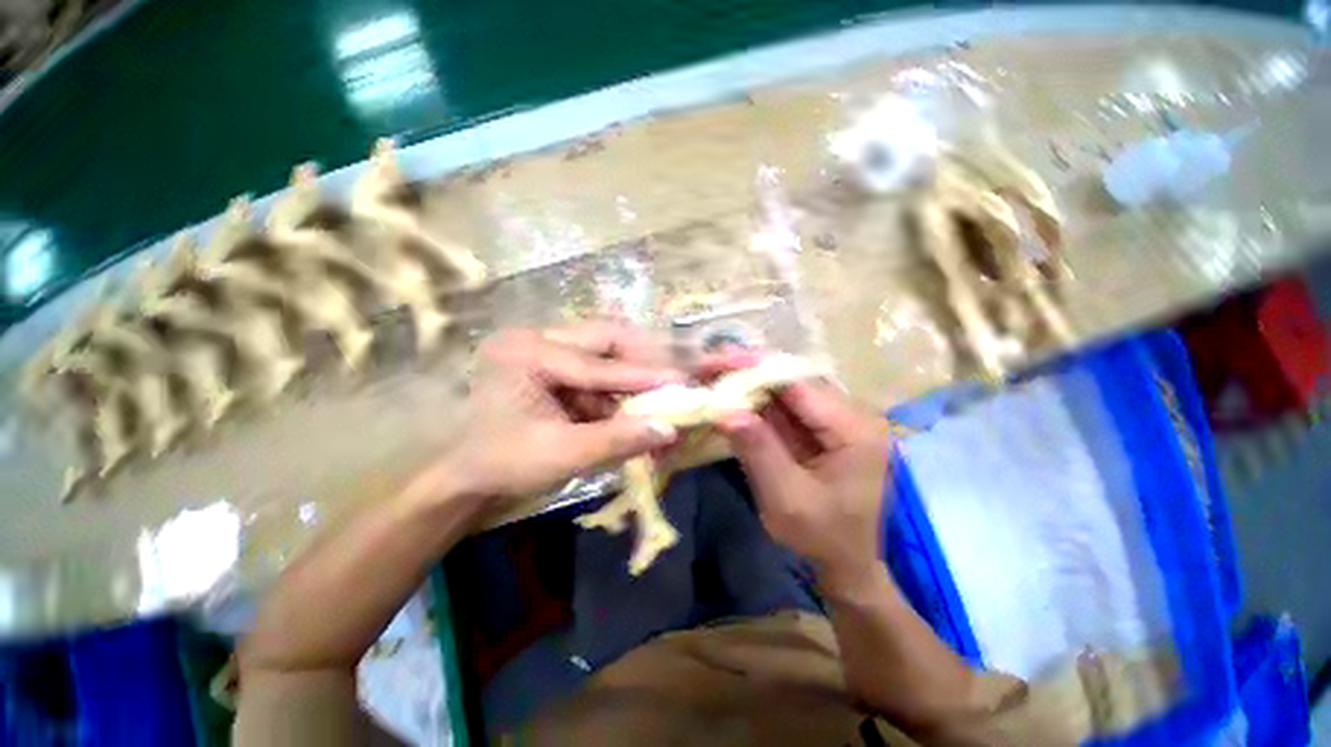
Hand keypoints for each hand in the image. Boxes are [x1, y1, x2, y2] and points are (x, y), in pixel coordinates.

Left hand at [429, 324, 680, 511]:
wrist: (465, 478)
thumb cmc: (503, 466)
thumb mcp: (561, 455)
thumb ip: (617, 441)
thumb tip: (669, 431)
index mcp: (527, 354)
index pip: (598, 365)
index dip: (644, 375)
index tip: (682, 380)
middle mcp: (536, 339)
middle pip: (605, 338)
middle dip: (644, 356)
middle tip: (677, 370)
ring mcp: (545, 349)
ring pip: (604, 350)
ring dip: (634, 371)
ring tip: (664, 384)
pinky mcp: (555, 366)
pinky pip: (597, 369)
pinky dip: (620, 386)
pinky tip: (636, 401)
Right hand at [717, 375, 893, 589]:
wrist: (846, 565)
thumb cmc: (822, 538)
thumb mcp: (786, 499)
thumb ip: (758, 450)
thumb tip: (724, 409)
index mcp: (854, 429)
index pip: (799, 385)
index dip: (755, 367)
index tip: (717, 360)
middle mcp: (850, 414)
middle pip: (792, 380)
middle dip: (747, 371)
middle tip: (707, 367)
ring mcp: (835, 420)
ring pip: (785, 390)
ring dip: (747, 383)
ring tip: (711, 375)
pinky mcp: (819, 428)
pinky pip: (783, 406)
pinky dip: (754, 401)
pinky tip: (729, 395)